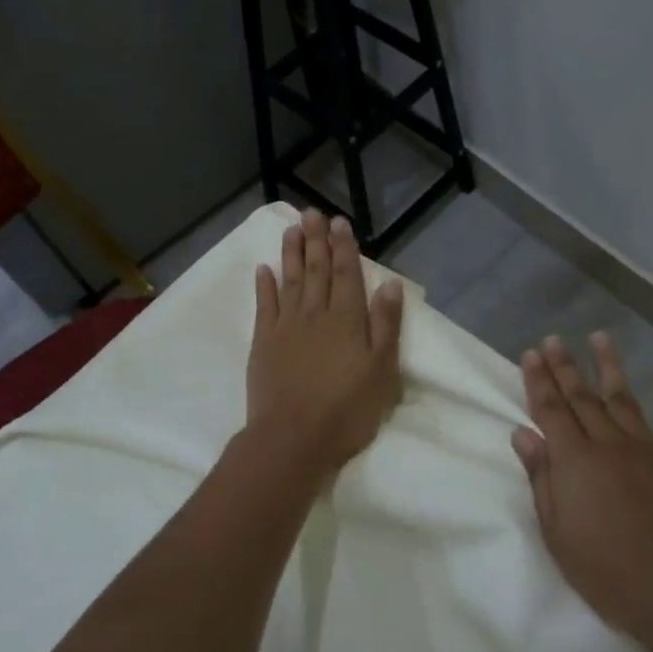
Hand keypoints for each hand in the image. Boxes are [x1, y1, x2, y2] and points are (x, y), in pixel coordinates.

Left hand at [246, 209, 404, 475]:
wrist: (293, 438)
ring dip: (291, 253)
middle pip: (316, 270)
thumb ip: (386, 325)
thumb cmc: (347, 409)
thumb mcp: (382, 371)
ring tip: (291, 229)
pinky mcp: (263, 342)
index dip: (343, 247)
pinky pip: (264, 305)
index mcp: (347, 319)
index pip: (346, 274)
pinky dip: (264, 285)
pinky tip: (263, 269)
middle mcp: (315, 314)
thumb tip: (389, 284)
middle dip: (316, 240)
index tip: (339, 222)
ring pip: (290, 280)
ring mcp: (286, 326)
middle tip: (312, 213)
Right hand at [512, 334, 652, 649]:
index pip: (550, 410)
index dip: (538, 381)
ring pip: (624, 398)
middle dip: (564, 366)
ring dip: (609, 366)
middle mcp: (609, 444)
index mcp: (575, 462)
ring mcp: (650, 449)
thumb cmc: (608, 573)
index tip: (530, 354)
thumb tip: (523, 434)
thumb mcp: (558, 533)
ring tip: (599, 336)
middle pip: (582, 398)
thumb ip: (541, 479)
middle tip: (553, 339)